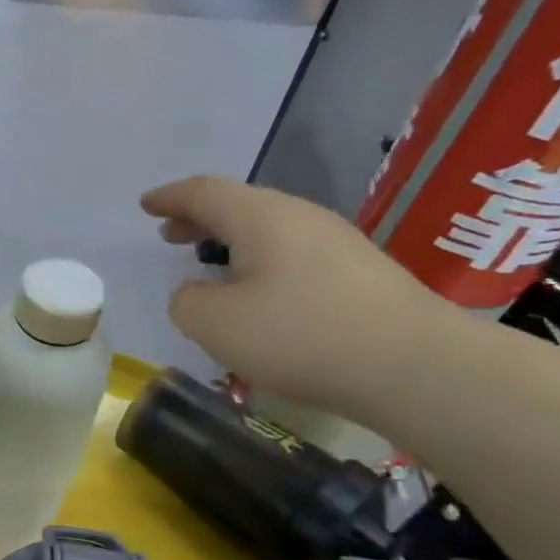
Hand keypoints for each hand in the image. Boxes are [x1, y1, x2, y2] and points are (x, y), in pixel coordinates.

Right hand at [141, 176, 459, 415]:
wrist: (414, 366)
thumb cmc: (301, 336)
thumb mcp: (216, 324)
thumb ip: (186, 302)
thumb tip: (194, 292)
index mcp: (261, 217)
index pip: (203, 192)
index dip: (169, 197)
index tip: (146, 204)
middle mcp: (300, 217)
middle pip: (239, 205)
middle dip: (198, 217)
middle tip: (170, 233)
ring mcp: (336, 242)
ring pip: (268, 228)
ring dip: (230, 240)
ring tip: (209, 261)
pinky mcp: (359, 272)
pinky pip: (292, 252)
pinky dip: (259, 260)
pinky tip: (257, 291)